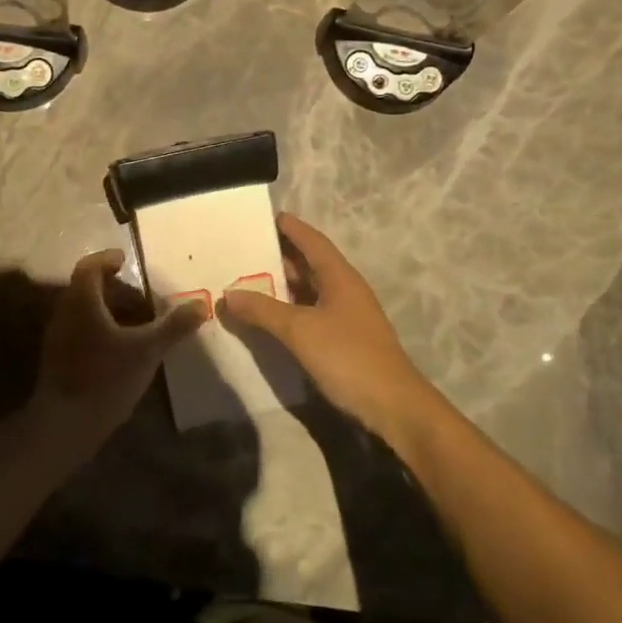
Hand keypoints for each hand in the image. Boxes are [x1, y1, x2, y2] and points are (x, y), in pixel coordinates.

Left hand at [33, 249, 204, 444]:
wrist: (64, 424)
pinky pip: (80, 331)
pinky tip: (121, 347)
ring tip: (136, 320)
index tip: (125, 260)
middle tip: (139, 294)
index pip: (89, 266)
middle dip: (112, 287)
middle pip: (85, 287)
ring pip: (82, 311)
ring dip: (107, 309)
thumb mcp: (147, 350)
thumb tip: (200, 304)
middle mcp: (65, 313)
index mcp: (82, 301)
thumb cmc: (105, 378)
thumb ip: (173, 326)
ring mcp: (58, 338)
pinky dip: (100, 329)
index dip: (106, 259)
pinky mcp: (58, 359)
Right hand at [221, 213, 445, 444]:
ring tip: (247, 279)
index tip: (265, 216)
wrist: (393, 406)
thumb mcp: (299, 330)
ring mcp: (346, 315)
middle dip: (278, 255)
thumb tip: (227, 294)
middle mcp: (344, 289)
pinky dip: (288, 309)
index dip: (290, 227)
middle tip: (244, 249)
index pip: (312, 240)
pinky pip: (310, 312)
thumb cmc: (348, 357)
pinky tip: (268, 316)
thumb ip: (263, 310)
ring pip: (309, 290)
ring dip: (281, 284)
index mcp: (339, 276)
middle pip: (309, 263)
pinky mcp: (343, 339)